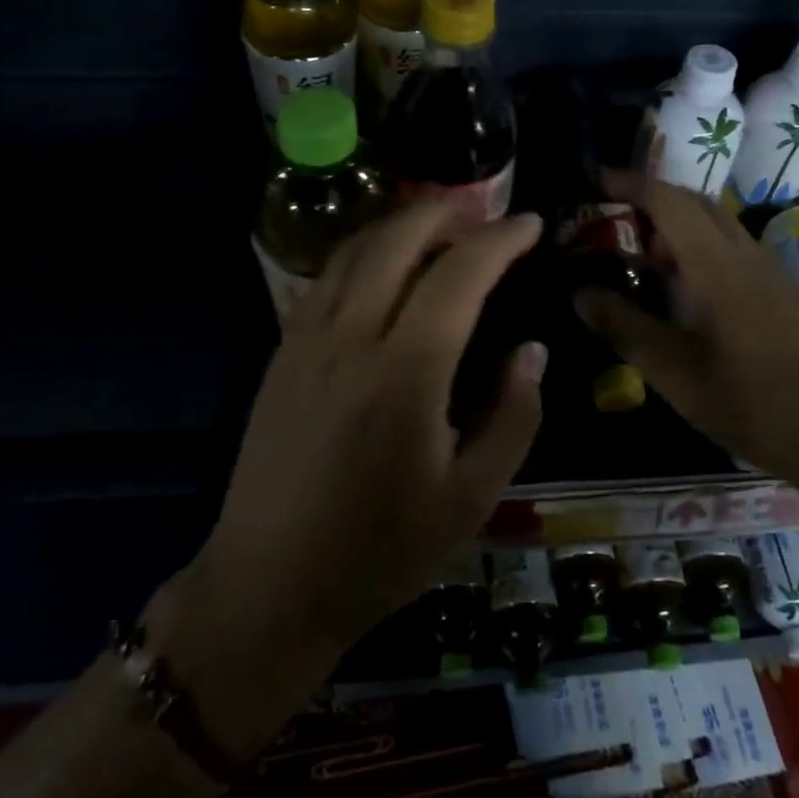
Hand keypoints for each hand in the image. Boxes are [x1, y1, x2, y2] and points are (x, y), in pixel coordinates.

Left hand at [148, 201, 546, 758]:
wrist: (267, 587)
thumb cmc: (380, 552)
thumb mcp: (470, 498)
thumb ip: (513, 416)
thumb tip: (531, 349)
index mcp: (405, 372)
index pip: (459, 274)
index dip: (500, 239)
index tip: (531, 224)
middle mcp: (352, 337)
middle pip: (398, 239)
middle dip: (445, 210)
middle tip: (483, 211)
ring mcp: (307, 340)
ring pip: (356, 249)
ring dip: (401, 224)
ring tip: (439, 226)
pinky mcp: (282, 353)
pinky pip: (326, 277)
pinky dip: (364, 251)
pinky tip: (383, 266)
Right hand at [576, 172, 798, 477]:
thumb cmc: (756, 403)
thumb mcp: (676, 374)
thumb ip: (625, 328)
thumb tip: (580, 292)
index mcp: (716, 264)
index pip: (668, 200)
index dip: (629, 183)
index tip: (594, 181)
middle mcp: (745, 254)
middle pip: (695, 203)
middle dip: (651, 199)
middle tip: (613, 220)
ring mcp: (771, 272)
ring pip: (717, 226)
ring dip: (677, 226)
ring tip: (643, 258)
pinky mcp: (785, 293)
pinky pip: (733, 250)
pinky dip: (699, 250)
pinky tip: (686, 292)